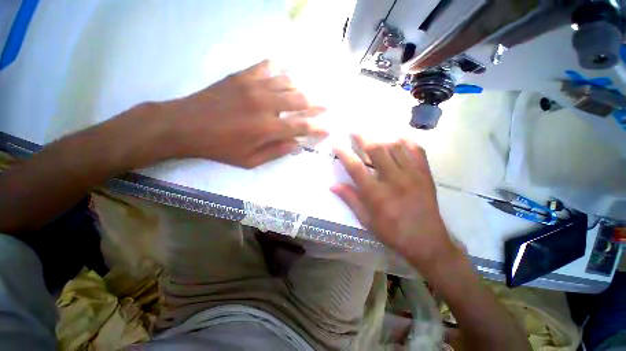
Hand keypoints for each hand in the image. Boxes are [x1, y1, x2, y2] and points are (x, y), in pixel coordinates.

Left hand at [160, 60, 326, 167]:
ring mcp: (254, 86)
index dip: (318, 128)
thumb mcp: (249, 161)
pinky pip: (266, 67)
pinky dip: (279, 69)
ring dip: (302, 87)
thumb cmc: (219, 148)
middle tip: (326, 105)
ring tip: (308, 92)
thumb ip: (276, 152)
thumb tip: (296, 145)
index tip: (328, 129)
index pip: (302, 126)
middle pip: (300, 100)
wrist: (185, 125)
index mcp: (267, 128)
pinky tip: (283, 71)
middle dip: (317, 104)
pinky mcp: (242, 76)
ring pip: (288, 81)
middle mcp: (265, 104)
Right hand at [332, 135, 457, 266]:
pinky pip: (417, 150)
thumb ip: (350, 199)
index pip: (355, 167)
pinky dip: (406, 141)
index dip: (344, 153)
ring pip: (396, 146)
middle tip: (354, 132)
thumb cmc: (392, 233)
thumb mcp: (366, 220)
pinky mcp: (425, 175)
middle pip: (376, 150)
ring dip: (381, 138)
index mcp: (376, 194)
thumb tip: (333, 185)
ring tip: (373, 137)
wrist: (427, 242)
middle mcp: (394, 180)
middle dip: (362, 137)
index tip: (336, 144)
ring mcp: (412, 175)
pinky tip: (398, 139)